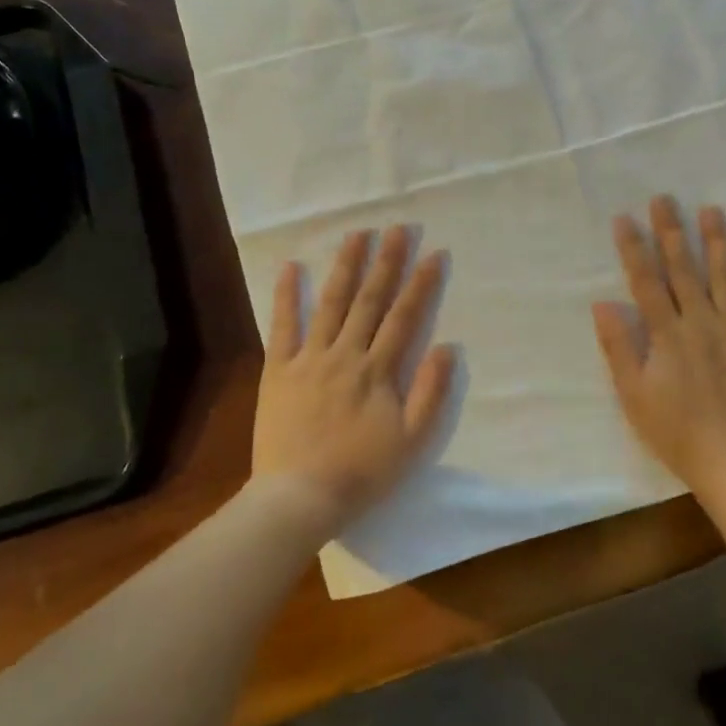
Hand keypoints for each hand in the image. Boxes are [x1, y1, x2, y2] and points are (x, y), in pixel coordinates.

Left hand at [251, 226, 453, 535]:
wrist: (299, 497)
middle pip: (369, 300)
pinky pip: (282, 326)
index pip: (404, 317)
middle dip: (386, 262)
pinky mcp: (278, 369)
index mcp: (377, 370)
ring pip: (330, 303)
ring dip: (345, 267)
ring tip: (357, 234)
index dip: (421, 284)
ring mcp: (309, 358)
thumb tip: (447, 348)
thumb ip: (430, 392)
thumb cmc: (362, 473)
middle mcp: (345, 354)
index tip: (434, 253)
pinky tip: (290, 267)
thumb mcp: (411, 441)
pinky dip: (286, 296)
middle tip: (398, 228)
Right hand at [592, 196, 725, 498]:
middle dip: (671, 231)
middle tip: (665, 198)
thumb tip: (602, 303)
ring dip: (718, 242)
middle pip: (684, 269)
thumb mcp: (634, 395)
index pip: (646, 281)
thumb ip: (620, 347)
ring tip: (712, 210)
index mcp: (668, 334)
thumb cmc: (677, 432)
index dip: (634, 248)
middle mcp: (703, 323)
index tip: (625, 217)